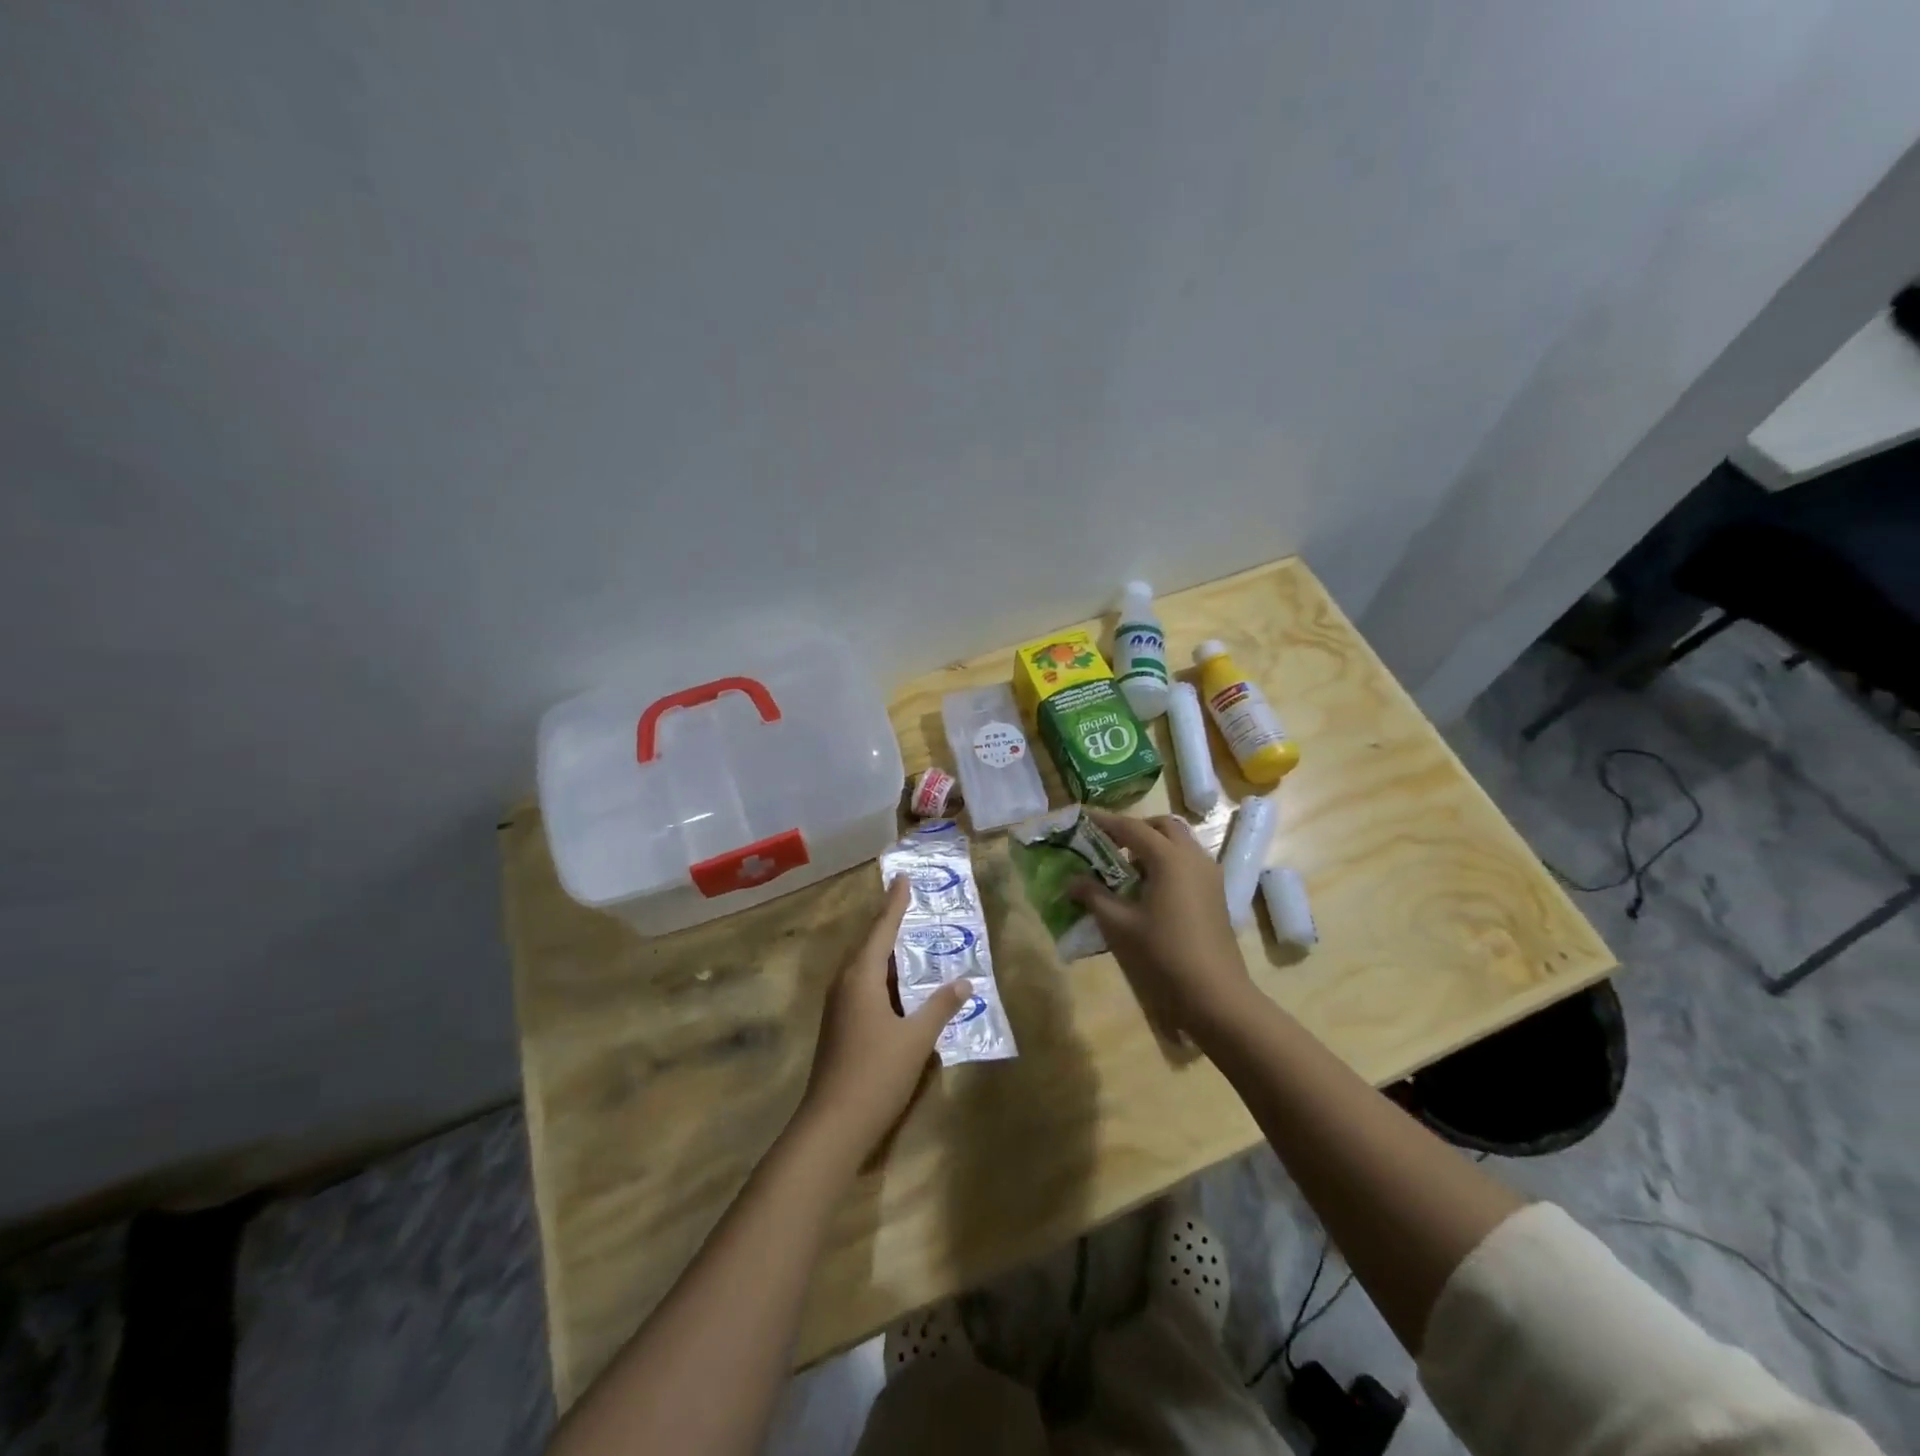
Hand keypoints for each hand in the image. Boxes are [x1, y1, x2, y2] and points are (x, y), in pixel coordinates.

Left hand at [796, 878, 970, 1163]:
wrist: (832, 1124)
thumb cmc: (877, 1073)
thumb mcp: (917, 1039)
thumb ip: (940, 1007)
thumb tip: (964, 981)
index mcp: (861, 977)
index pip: (882, 929)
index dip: (895, 903)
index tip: (902, 878)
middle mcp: (845, 983)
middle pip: (869, 944)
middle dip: (890, 924)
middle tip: (911, 904)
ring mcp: (839, 1005)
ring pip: (865, 967)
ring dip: (887, 952)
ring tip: (910, 940)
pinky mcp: (839, 1024)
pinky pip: (863, 985)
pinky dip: (883, 976)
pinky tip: (899, 986)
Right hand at [1068, 809, 1254, 1037]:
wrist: (1215, 995)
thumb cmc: (1163, 955)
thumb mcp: (1119, 925)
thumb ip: (1094, 896)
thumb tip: (1072, 880)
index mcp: (1169, 858)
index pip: (1132, 827)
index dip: (1105, 821)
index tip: (1083, 817)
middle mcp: (1193, 857)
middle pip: (1162, 826)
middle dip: (1135, 828)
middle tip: (1109, 842)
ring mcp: (1210, 875)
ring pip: (1179, 843)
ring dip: (1153, 845)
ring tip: (1126, 867)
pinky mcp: (1216, 894)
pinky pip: (1188, 862)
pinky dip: (1167, 862)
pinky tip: (1148, 888)